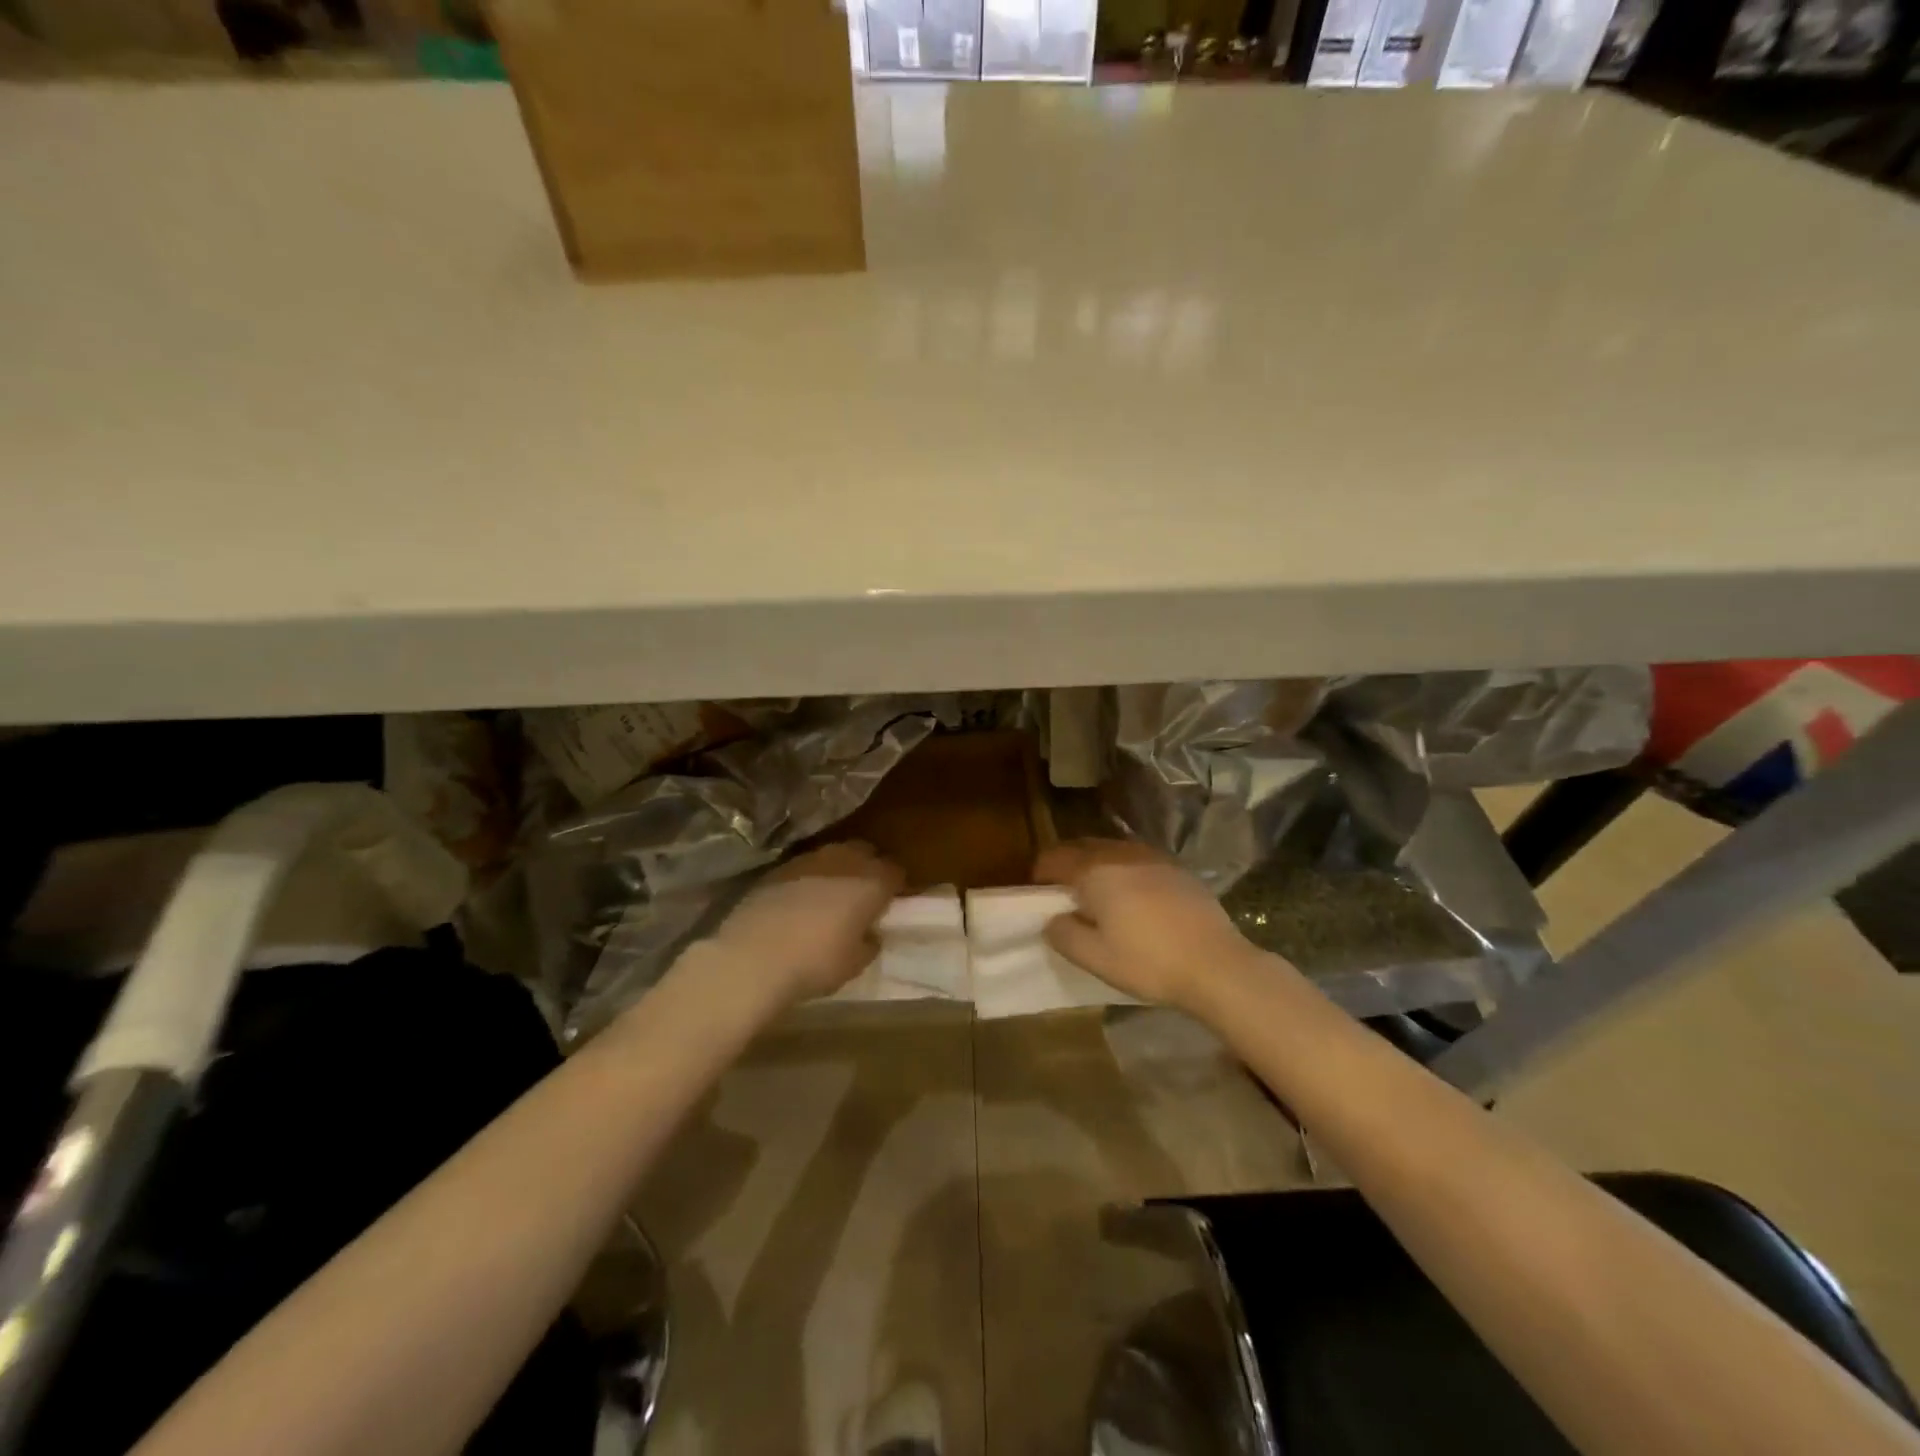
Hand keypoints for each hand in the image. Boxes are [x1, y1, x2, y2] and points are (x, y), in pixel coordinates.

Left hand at [711, 842, 904, 1004]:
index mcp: (871, 882)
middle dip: (869, 867)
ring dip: (838, 869)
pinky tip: (801, 899)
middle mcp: (844, 861)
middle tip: (864, 893)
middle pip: (865, 852)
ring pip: (834, 854)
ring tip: (832, 894)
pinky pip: (805, 866)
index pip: (895, 870)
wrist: (753, 956)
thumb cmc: (816, 962)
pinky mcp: (778, 867)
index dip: (896, 884)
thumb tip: (869, 933)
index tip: (892, 900)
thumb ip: (869, 942)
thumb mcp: (855, 963)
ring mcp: (808, 859)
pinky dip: (810, 877)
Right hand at [1035, 839, 1262, 1011]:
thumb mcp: (1095, 958)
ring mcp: (1153, 857)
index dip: (1040, 873)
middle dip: (1067, 865)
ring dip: (1097, 866)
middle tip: (1063, 894)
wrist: (1217, 965)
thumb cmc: (1148, 961)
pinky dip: (1125, 871)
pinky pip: (1138, 860)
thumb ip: (1064, 934)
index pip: (1055, 857)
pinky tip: (1134, 899)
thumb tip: (1052, 920)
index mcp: (1095, 870)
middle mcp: (1121, 853)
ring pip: (1112, 851)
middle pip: (1083, 847)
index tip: (1037, 893)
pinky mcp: (1177, 869)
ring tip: (1098, 896)